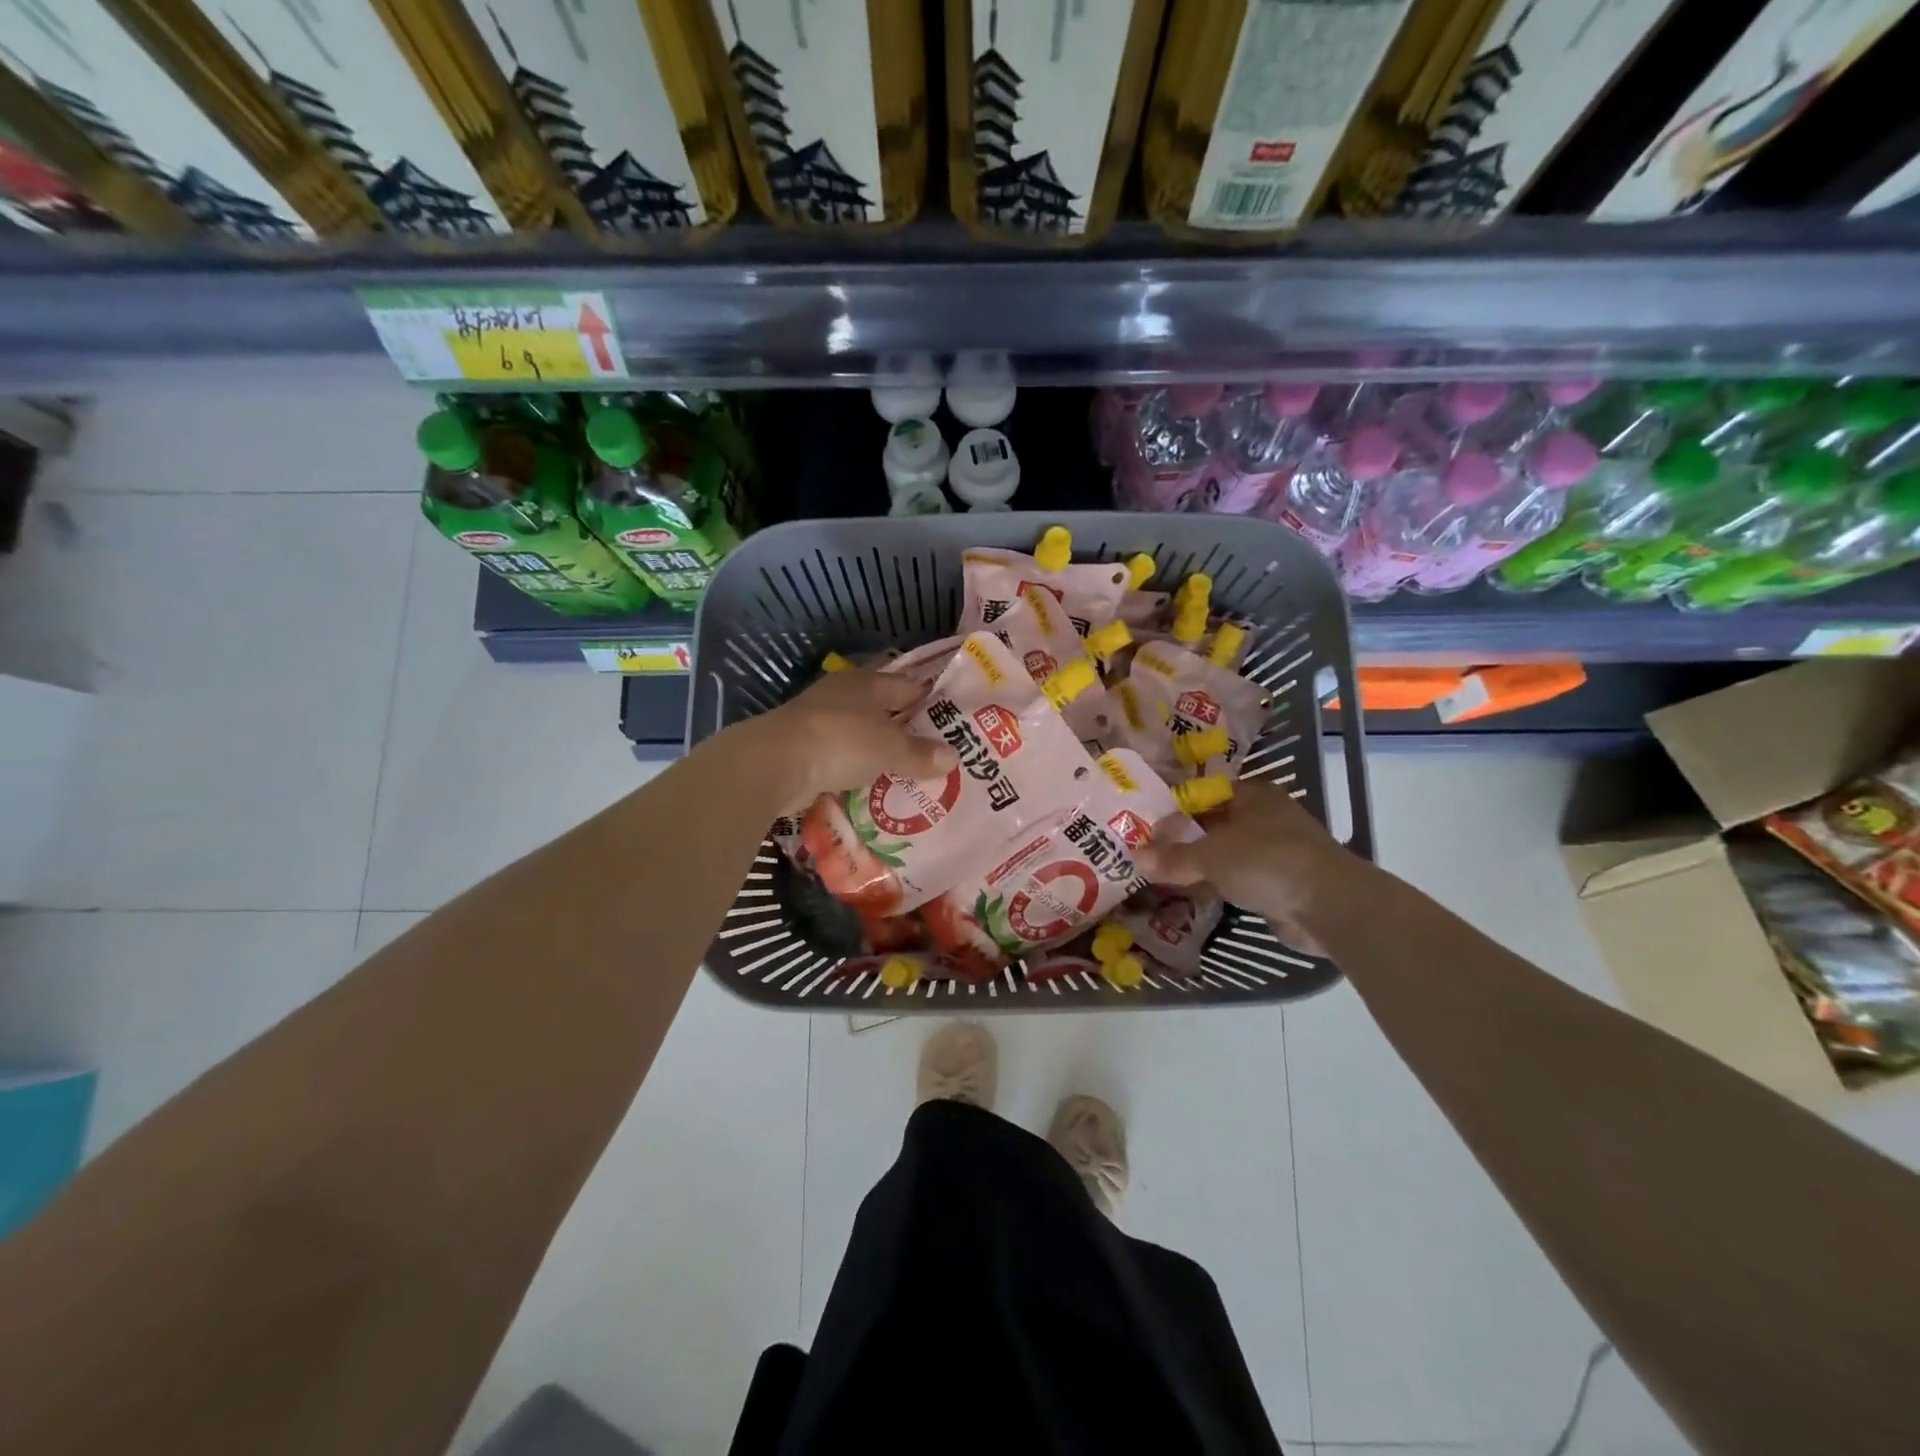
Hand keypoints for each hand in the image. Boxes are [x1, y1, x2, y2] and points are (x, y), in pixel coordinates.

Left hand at [753, 664, 957, 812]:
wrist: (775, 763)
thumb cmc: (841, 741)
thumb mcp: (890, 748)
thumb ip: (921, 753)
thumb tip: (954, 757)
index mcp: (867, 682)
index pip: (909, 685)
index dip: (932, 701)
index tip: (953, 722)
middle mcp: (843, 695)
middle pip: (884, 709)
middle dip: (906, 729)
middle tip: (935, 752)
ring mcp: (820, 721)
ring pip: (861, 734)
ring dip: (880, 751)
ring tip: (908, 773)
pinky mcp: (804, 748)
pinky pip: (841, 758)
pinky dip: (856, 769)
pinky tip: (873, 786)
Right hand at [1133, 778, 1369, 956]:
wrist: (1328, 906)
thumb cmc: (1267, 861)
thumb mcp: (1210, 856)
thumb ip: (1173, 857)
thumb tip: (1135, 857)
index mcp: (1252, 795)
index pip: (1203, 793)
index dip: (1173, 807)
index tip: (1144, 822)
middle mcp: (1264, 817)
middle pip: (1212, 825)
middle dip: (1181, 839)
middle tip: (1145, 851)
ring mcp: (1274, 851)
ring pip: (1224, 854)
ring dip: (1197, 866)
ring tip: (1159, 875)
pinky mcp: (1279, 883)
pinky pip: (1236, 880)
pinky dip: (1215, 886)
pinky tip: (1189, 895)